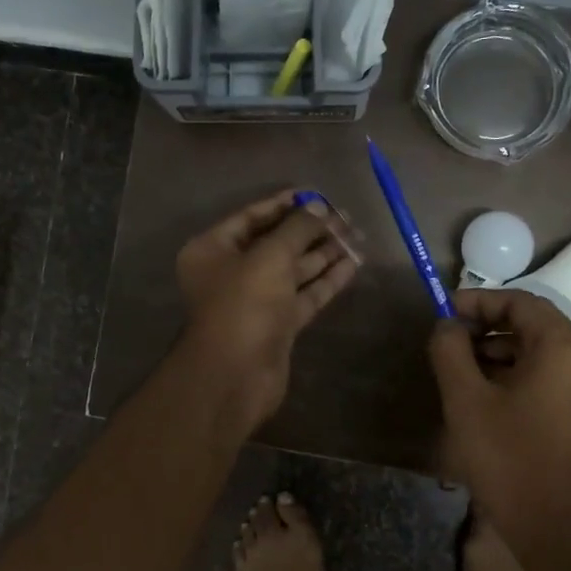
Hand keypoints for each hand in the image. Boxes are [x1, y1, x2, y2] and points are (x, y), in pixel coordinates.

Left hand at [175, 191, 357, 431]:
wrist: (236, 374)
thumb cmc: (244, 304)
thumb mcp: (271, 257)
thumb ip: (297, 228)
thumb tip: (319, 207)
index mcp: (213, 249)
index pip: (251, 217)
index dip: (285, 205)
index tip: (317, 195)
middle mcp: (231, 272)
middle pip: (276, 243)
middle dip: (310, 230)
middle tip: (346, 217)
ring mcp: (255, 300)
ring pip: (293, 270)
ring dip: (323, 253)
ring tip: (357, 236)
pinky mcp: (277, 324)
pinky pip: (303, 294)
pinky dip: (326, 280)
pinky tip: (352, 264)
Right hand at [428, 288, 570, 564]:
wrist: (558, 530)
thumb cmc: (510, 459)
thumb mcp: (467, 400)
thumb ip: (450, 351)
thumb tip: (446, 325)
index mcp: (563, 349)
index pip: (520, 302)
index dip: (478, 301)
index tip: (443, 312)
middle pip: (532, 325)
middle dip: (486, 327)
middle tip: (447, 342)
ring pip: (538, 352)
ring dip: (498, 352)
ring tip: (459, 370)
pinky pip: (547, 377)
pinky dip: (515, 374)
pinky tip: (484, 396)